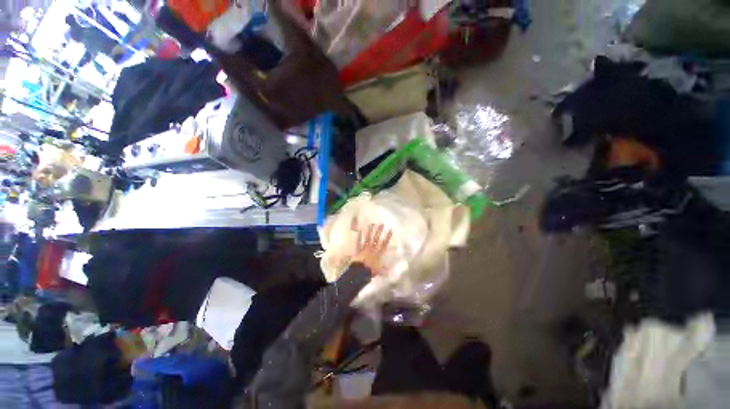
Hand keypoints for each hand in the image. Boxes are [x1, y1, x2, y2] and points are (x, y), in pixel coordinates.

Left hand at [351, 224, 392, 275]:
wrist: (360, 271)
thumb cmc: (371, 271)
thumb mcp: (379, 271)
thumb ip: (384, 269)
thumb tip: (390, 270)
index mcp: (379, 253)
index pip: (384, 243)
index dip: (388, 236)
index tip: (390, 230)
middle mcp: (373, 249)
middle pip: (377, 238)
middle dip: (379, 231)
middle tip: (381, 224)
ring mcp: (365, 248)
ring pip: (368, 238)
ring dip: (370, 231)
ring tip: (372, 224)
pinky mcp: (359, 249)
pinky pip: (359, 241)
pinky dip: (359, 236)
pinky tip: (360, 230)